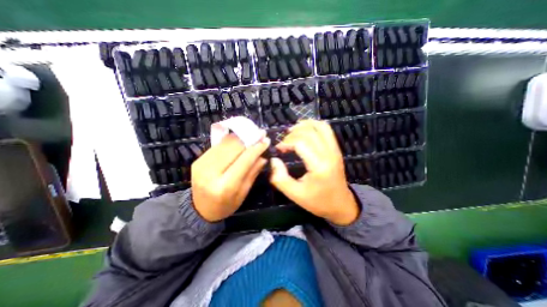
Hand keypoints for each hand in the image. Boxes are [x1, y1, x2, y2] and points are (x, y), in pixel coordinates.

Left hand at [192, 133, 268, 221]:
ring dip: (240, 137)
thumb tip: (263, 156)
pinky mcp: (198, 159)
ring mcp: (202, 164)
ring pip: (225, 144)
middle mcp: (211, 173)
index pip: (244, 161)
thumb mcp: (243, 193)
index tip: (266, 140)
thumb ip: (253, 172)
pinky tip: (238, 141)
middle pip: (233, 148)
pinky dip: (230, 141)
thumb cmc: (226, 205)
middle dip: (248, 139)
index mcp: (225, 186)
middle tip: (260, 134)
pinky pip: (217, 145)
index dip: (256, 148)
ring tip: (251, 135)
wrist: (200, 209)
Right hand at [269, 119, 359, 225]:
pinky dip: (314, 125)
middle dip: (292, 134)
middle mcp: (329, 153)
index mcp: (319, 166)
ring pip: (319, 127)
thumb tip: (274, 160)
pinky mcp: (336, 149)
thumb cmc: (318, 201)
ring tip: (292, 131)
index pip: (301, 143)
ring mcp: (335, 149)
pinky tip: (305, 130)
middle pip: (309, 132)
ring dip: (303, 125)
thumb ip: (280, 178)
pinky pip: (326, 130)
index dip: (286, 142)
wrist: (340, 205)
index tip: (279, 149)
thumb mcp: (295, 194)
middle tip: (283, 143)